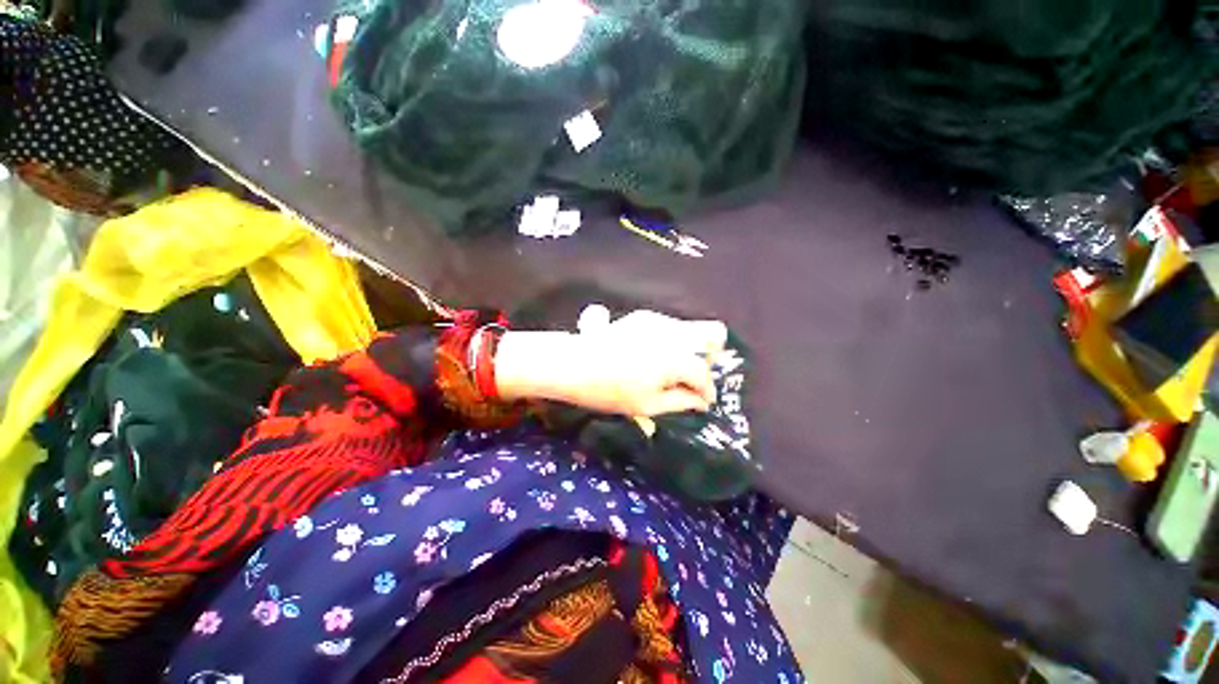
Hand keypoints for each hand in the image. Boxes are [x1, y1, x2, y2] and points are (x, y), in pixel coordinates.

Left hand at [495, 308, 726, 416]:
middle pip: (709, 337)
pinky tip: (656, 356)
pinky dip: (672, 342)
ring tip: (675, 371)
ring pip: (688, 332)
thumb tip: (701, 402)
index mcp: (674, 359)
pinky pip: (669, 327)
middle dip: (707, 361)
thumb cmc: (609, 391)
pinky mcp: (642, 317)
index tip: (706, 403)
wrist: (573, 364)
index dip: (708, 391)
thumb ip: (680, 401)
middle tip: (695, 381)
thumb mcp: (648, 405)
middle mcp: (671, 334)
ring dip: (689, 351)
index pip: (703, 374)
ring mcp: (656, 321)